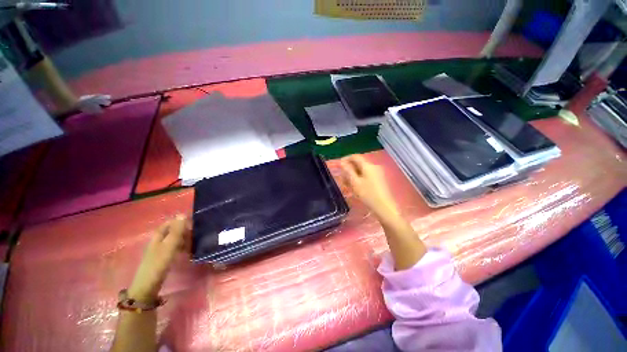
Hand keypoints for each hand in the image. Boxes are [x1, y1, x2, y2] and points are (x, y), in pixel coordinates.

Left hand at [128, 215, 190, 301]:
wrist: (148, 286)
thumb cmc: (158, 263)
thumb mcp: (169, 245)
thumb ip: (177, 230)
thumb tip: (183, 214)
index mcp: (158, 235)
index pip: (170, 223)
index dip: (180, 221)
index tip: (193, 224)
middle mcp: (158, 240)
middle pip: (172, 231)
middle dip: (184, 231)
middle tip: (196, 235)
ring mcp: (160, 250)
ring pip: (174, 240)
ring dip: (184, 240)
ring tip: (194, 243)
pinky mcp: (163, 258)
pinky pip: (174, 248)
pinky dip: (182, 247)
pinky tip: (188, 251)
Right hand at [340, 155, 398, 218]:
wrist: (384, 207)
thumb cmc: (368, 194)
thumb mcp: (355, 182)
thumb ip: (348, 171)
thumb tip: (342, 162)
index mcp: (368, 165)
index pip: (355, 157)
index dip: (346, 159)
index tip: (339, 165)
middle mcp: (374, 166)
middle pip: (359, 164)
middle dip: (349, 169)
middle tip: (342, 178)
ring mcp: (378, 173)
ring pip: (362, 170)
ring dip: (353, 175)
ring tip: (347, 184)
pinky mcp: (379, 179)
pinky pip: (366, 175)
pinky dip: (359, 178)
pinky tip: (355, 187)